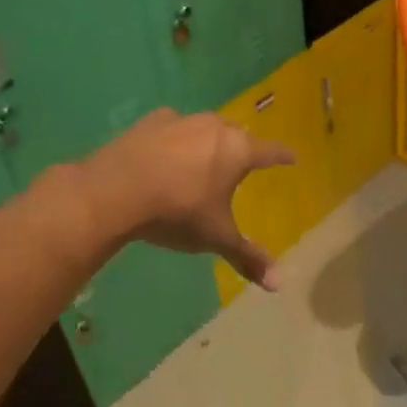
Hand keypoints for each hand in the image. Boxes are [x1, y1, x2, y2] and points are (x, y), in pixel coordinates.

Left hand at [81, 109, 294, 288]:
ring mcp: (181, 121)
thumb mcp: (216, 238)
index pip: (271, 152)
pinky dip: (177, 140)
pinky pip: (173, 129)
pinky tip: (167, 155)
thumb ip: (247, 257)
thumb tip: (278, 285)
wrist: (114, 191)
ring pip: (206, 128)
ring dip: (210, 142)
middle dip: (244, 148)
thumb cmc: (177, 212)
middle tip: (244, 164)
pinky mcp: (150, 123)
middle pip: (238, 135)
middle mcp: (214, 128)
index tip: (292, 158)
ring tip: (206, 160)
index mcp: (238, 151)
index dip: (283, 157)